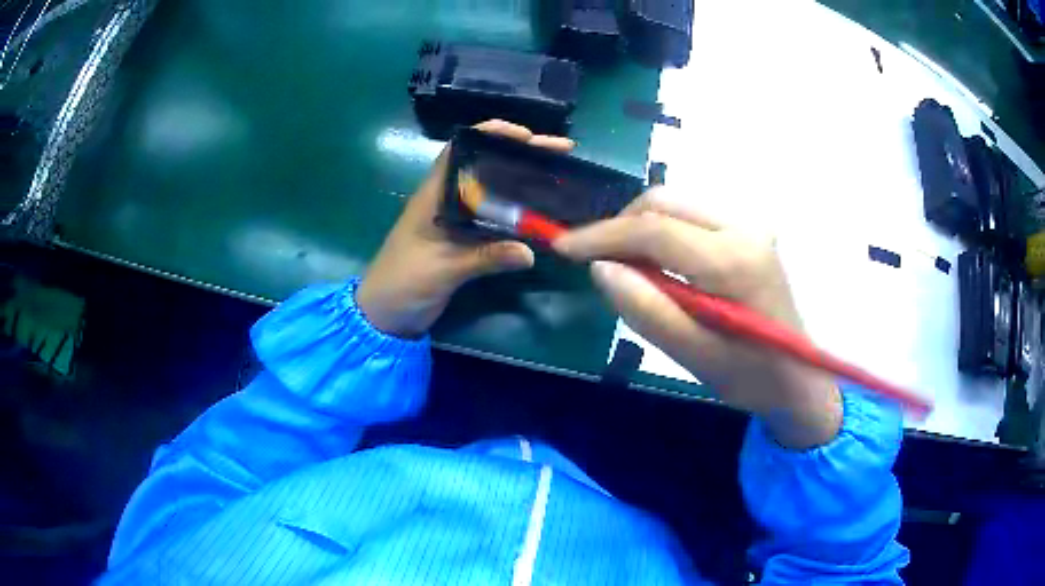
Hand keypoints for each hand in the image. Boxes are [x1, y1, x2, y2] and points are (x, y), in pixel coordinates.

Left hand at [356, 120, 573, 338]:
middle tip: (560, 151)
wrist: (386, 315)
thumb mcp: (443, 269)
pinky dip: (520, 212)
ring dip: (525, 181)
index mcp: (434, 194)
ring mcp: (458, 220)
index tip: (527, 136)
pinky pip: (497, 218)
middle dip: (522, 155)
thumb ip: (484, 258)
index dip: (491, 135)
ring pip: (495, 190)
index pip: (461, 150)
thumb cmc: (403, 283)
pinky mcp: (466, 240)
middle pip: (487, 166)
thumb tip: (530, 252)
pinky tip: (544, 212)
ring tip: (561, 174)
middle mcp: (448, 199)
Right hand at [554, 190, 841, 448]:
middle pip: (664, 203)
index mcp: (733, 260)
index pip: (654, 228)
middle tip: (592, 260)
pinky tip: (654, 263)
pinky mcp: (749, 233)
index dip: (602, 235)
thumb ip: (646, 309)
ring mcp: (750, 226)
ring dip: (640, 228)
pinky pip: (693, 218)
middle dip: (620, 227)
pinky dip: (663, 233)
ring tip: (620, 265)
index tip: (564, 248)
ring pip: (677, 206)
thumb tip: (599, 267)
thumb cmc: (751, 377)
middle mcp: (744, 227)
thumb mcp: (694, 356)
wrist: (800, 380)